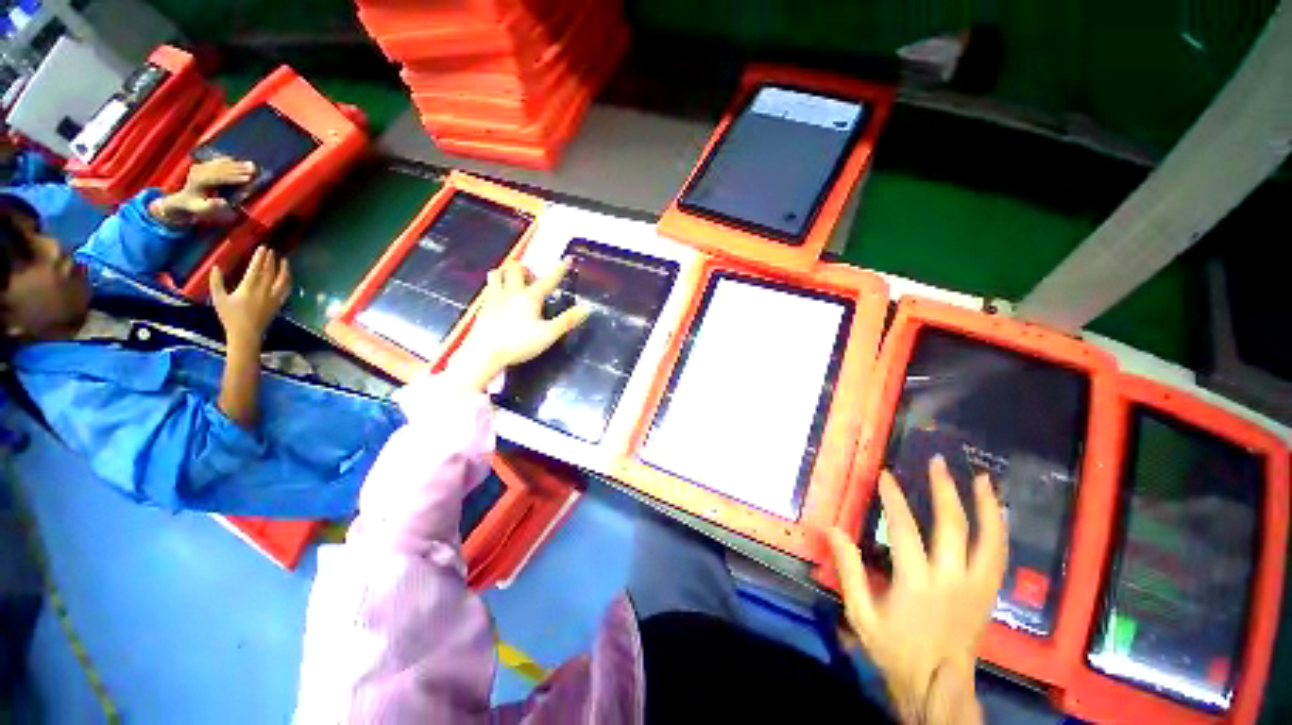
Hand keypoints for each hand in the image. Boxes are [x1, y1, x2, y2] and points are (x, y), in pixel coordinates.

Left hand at [149, 157, 255, 225]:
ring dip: (236, 164)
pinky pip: (217, 160)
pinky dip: (228, 160)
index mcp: (199, 182)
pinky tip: (238, 161)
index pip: (219, 177)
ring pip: (220, 163)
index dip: (234, 177)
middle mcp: (198, 172)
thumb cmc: (196, 206)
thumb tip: (222, 202)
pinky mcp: (203, 165)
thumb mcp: (201, 209)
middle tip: (253, 169)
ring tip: (251, 165)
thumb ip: (210, 206)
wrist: (184, 199)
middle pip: (221, 168)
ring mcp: (200, 167)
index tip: (248, 179)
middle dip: (238, 168)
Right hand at [209, 247, 290, 348]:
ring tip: (284, 260)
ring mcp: (273, 297)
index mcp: (248, 288)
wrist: (246, 333)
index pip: (256, 269)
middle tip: (271, 250)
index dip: (260, 258)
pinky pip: (286, 290)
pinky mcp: (279, 304)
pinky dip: (288, 281)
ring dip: (284, 269)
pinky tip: (288, 276)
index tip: (262, 248)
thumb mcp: (218, 298)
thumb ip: (216, 282)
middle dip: (271, 260)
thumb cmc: (230, 316)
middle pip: (270, 272)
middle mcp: (264, 291)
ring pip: (282, 280)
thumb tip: (216, 266)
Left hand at [445, 259, 590, 392]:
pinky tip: (500, 297)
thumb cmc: (519, 343)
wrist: (483, 353)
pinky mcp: (483, 307)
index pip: (548, 280)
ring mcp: (494, 298)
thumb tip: (586, 309)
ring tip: (515, 283)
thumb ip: (567, 321)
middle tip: (534, 280)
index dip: (559, 270)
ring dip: (507, 273)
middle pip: (516, 268)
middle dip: (526, 269)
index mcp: (530, 297)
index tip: (567, 259)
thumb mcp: (548, 335)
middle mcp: (511, 292)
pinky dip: (496, 286)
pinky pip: (489, 288)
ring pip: (497, 273)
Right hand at [826, 456, 1006, 724]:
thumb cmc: (895, 650)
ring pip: (988, 540)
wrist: (938, 686)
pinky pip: (999, 557)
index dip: (894, 499)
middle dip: (945, 490)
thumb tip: (834, 529)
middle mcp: (952, 579)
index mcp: (917, 583)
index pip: (905, 529)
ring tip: (982, 478)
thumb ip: (849, 570)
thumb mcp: (861, 614)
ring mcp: (976, 587)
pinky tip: (998, 513)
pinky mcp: (988, 594)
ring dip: (986, 506)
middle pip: (953, 526)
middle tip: (937, 462)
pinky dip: (1000, 531)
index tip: (886, 475)